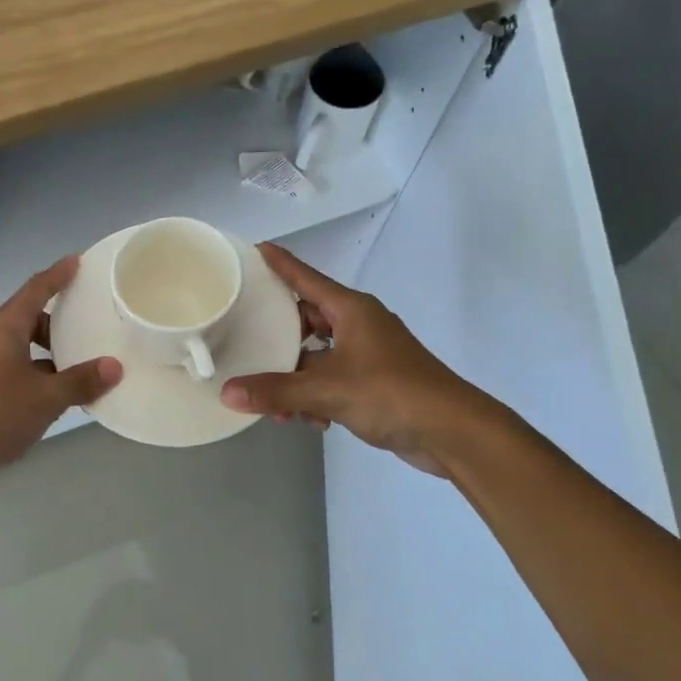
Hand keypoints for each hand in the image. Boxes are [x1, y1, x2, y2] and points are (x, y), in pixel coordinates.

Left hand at [0, 257, 121, 504]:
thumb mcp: (45, 398)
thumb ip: (80, 381)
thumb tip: (113, 367)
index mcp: (3, 328)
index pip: (35, 290)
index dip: (57, 275)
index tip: (77, 261)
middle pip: (27, 319)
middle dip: (56, 321)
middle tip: (88, 325)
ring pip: (19, 349)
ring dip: (46, 355)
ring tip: (78, 367)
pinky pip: (11, 373)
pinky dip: (33, 377)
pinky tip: (53, 397)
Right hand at [219, 244, 496, 476]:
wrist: (453, 431)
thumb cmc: (391, 393)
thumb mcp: (327, 390)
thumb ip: (276, 391)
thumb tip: (227, 393)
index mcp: (350, 309)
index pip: (305, 277)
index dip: (279, 263)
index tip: (253, 249)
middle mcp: (358, 324)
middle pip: (306, 319)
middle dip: (278, 339)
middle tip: (247, 345)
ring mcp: (368, 352)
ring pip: (317, 355)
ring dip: (296, 378)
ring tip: (277, 406)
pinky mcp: (375, 380)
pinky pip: (333, 378)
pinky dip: (318, 395)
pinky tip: (311, 421)